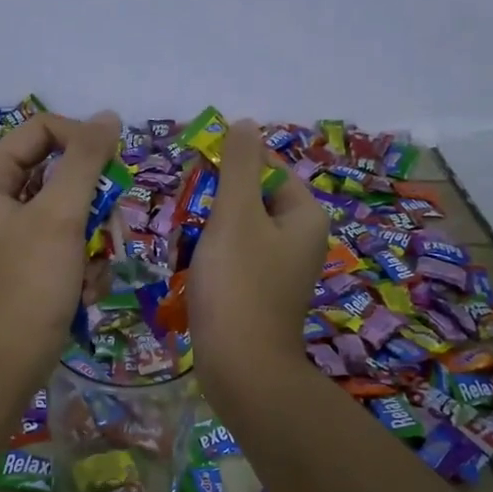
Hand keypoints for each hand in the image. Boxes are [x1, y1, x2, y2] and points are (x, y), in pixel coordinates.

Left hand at [0, 110, 121, 376]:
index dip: (82, 141)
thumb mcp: (61, 216)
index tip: (114, 169)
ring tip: (90, 271)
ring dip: (92, 241)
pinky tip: (82, 291)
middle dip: (91, 206)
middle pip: (60, 172)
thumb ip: (85, 160)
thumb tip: (109, 116)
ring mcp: (13, 233)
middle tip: (107, 231)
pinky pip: (66, 243)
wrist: (10, 361)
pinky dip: (82, 264)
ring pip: (70, 211)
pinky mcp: (29, 262)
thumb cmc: (30, 283)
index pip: (42, 130)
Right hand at [189, 119, 328, 410]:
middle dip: (217, 203)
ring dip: (211, 232)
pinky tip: (195, 271)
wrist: (241, 367)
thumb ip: (238, 165)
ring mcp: (283, 270)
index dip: (231, 166)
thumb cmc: (238, 285)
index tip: (197, 176)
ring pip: (241, 231)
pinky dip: (215, 260)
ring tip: (187, 245)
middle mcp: (302, 239)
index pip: (268, 168)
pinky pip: (238, 261)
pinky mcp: (263, 295)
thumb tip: (245, 123)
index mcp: (305, 215)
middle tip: (189, 216)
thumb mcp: (235, 215)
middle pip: (253, 200)